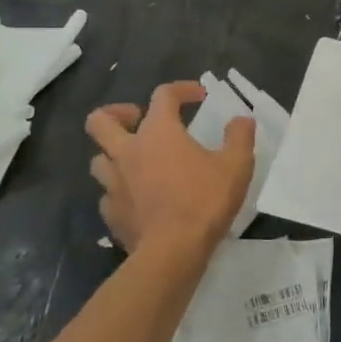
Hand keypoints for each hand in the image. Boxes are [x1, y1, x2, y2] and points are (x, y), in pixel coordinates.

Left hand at [86, 82, 254, 255]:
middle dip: (117, 113)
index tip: (199, 96)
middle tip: (138, 120)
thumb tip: (242, 119)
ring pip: (99, 159)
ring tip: (137, 161)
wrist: (172, 252)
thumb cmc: (204, 201)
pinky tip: (138, 198)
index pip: (163, 95)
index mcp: (158, 133)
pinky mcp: (111, 213)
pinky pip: (108, 194)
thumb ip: (240, 137)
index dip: (181, 89)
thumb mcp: (236, 165)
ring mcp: (113, 184)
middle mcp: (128, 152)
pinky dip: (120, 191)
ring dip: (115, 155)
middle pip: (101, 120)